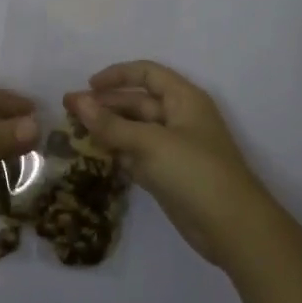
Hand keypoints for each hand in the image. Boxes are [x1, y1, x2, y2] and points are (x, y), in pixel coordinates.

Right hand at [67, 61, 273, 267]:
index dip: (117, 76)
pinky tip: (94, 156)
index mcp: (183, 98)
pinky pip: (137, 154)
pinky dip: (117, 153)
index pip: (147, 73)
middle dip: (105, 105)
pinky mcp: (168, 174)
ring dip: (108, 129)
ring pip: (134, 130)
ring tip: (74, 133)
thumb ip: (111, 124)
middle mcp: (179, 117)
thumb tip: (76, 101)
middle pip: (137, 102)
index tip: (88, 85)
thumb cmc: (195, 172)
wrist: (233, 228)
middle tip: (69, 111)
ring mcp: (174, 147)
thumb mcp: (150, 143)